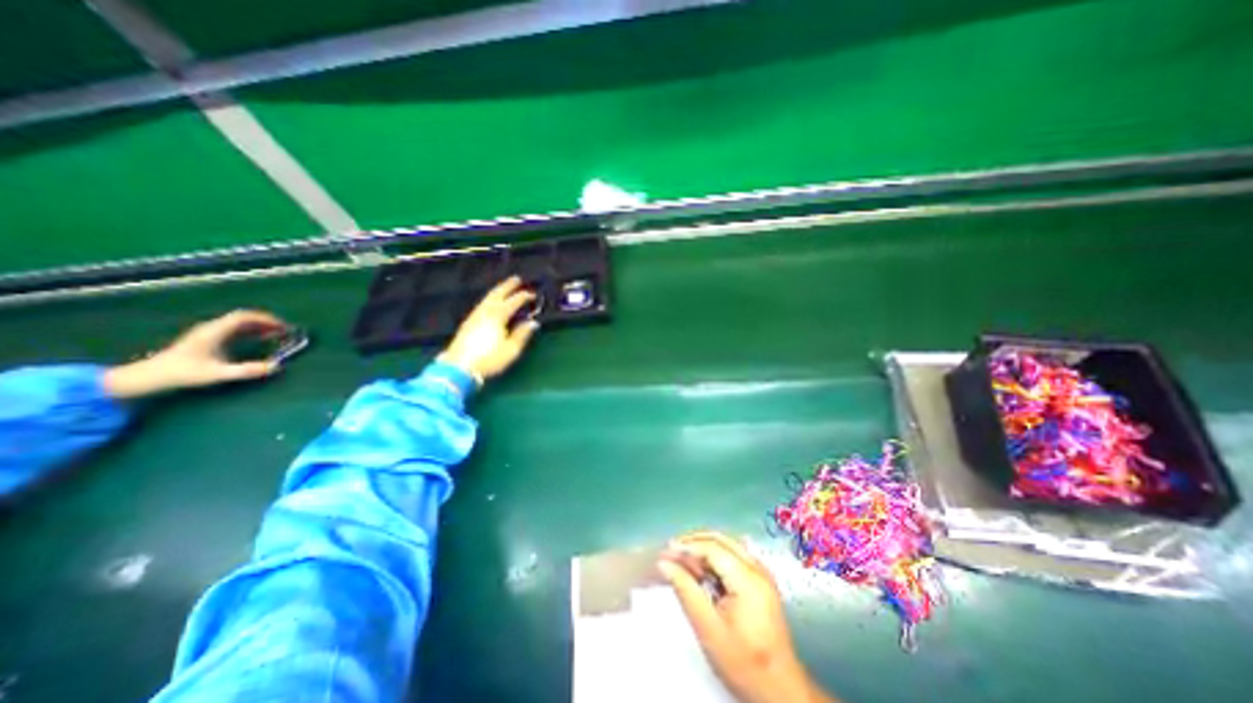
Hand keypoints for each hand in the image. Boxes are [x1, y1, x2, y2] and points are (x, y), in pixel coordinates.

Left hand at [104, 310, 289, 397]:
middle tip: (285, 331)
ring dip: (260, 326)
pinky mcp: (208, 339)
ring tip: (277, 335)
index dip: (266, 319)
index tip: (284, 326)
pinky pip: (235, 329)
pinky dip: (252, 331)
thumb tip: (277, 366)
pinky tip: (260, 340)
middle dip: (267, 322)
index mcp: (214, 331)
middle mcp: (212, 328)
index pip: (244, 316)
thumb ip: (248, 370)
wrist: (147, 376)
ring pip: (239, 323)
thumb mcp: (218, 373)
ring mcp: (208, 332)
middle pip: (243, 318)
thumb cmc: (182, 373)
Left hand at [437, 275, 541, 383]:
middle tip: (516, 278)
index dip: (523, 297)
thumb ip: (522, 334)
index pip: (513, 302)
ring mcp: (474, 317)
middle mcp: (485, 312)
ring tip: (505, 287)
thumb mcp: (511, 349)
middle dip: (507, 286)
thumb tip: (533, 322)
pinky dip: (489, 299)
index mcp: (498, 316)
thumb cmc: (490, 359)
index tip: (533, 294)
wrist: (460, 367)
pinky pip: (482, 304)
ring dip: (497, 291)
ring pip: (487, 298)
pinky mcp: (468, 323)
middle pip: (497, 294)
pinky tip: (491, 303)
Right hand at [659, 533, 834, 702]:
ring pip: (728, 545)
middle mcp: (757, 568)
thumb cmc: (743, 662)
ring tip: (683, 559)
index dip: (688, 545)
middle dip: (695, 541)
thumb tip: (664, 563)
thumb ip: (686, 590)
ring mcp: (762, 573)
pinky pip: (735, 555)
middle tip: (672, 550)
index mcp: (748, 578)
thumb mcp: (708, 628)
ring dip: (704, 547)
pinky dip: (715, 556)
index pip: (713, 548)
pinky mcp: (761, 581)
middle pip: (721, 540)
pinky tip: (702, 569)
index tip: (666, 550)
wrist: (781, 690)